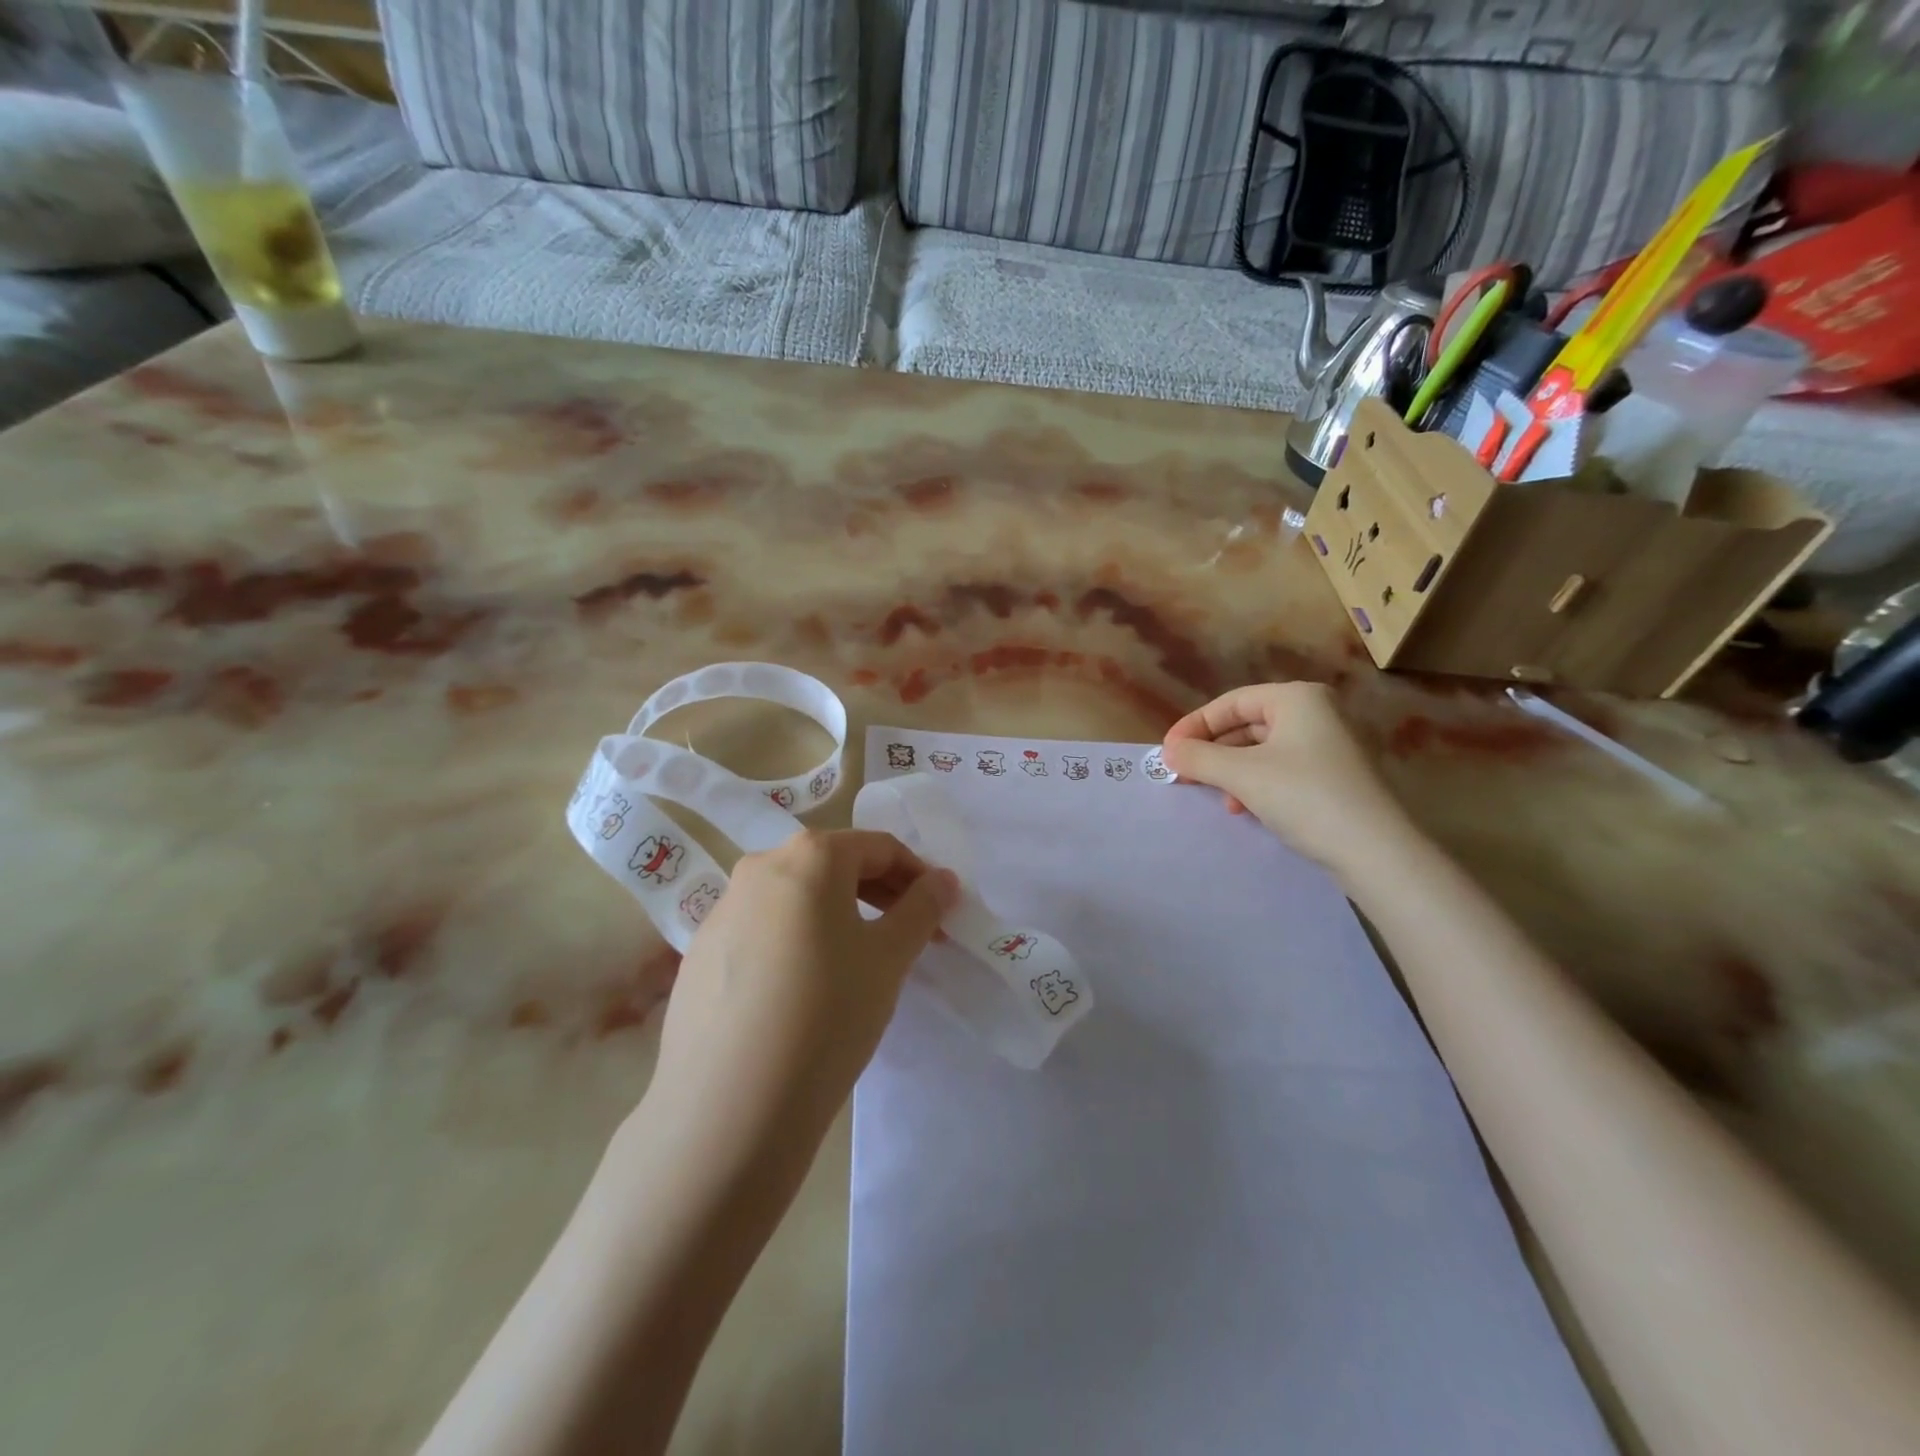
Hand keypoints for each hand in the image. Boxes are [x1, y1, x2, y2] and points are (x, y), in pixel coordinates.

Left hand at [650, 830, 959, 1139]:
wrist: (728, 1106)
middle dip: (880, 895)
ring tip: (860, 965)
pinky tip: (804, 992)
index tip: (940, 913)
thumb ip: (922, 908)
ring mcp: (723, 909)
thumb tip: (943, 879)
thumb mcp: (889, 958)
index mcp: (810, 855)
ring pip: (796, 898)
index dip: (918, 876)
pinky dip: (796, 942)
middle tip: (910, 937)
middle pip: (835, 867)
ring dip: (838, 917)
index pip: (880, 847)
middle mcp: (760, 867)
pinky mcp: (699, 953)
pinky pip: (763, 931)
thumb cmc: (827, 1014)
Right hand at [1161, 682, 1410, 876]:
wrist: (1375, 851)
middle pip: (1247, 725)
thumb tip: (1168, 752)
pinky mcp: (1336, 776)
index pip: (1231, 702)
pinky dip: (1256, 784)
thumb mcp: (1242, 775)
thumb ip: (1198, 758)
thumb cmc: (1304, 797)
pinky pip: (1282, 769)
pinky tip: (1245, 808)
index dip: (1194, 726)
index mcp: (1297, 698)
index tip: (1167, 753)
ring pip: (1263, 750)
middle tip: (1183, 775)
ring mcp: (1330, 745)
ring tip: (1216, 797)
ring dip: (1231, 771)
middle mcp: (1317, 712)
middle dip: (1212, 751)